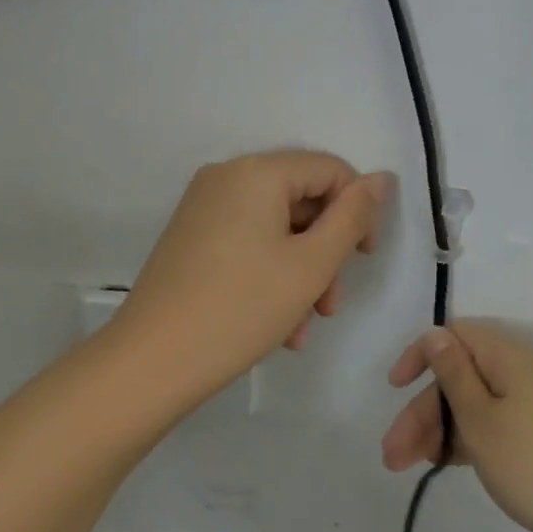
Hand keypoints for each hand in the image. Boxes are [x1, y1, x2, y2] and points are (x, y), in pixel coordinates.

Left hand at [116, 151, 392, 393]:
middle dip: (325, 251)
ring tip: (303, 326)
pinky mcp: (191, 236)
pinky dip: (270, 274)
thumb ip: (352, 217)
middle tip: (330, 303)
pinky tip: (278, 326)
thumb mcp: (312, 265)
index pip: (330, 170)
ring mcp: (203, 207)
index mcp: (256, 171)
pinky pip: (247, 242)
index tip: (364, 259)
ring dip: (301, 272)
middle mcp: (226, 177)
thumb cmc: (242, 307)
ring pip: (275, 227)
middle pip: (301, 199)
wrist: (152, 361)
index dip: (358, 210)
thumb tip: (380, 178)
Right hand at [381, 320, 532, 531]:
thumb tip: (436, 334)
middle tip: (393, 453)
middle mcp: (521, 371)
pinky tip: (442, 463)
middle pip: (460, 376)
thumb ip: (453, 373)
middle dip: (422, 410)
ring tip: (408, 466)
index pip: (454, 336)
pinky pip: (493, 423)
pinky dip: (467, 440)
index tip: (395, 388)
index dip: (420, 356)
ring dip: (438, 430)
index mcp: (508, 356)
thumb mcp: (480, 419)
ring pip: (474, 404)